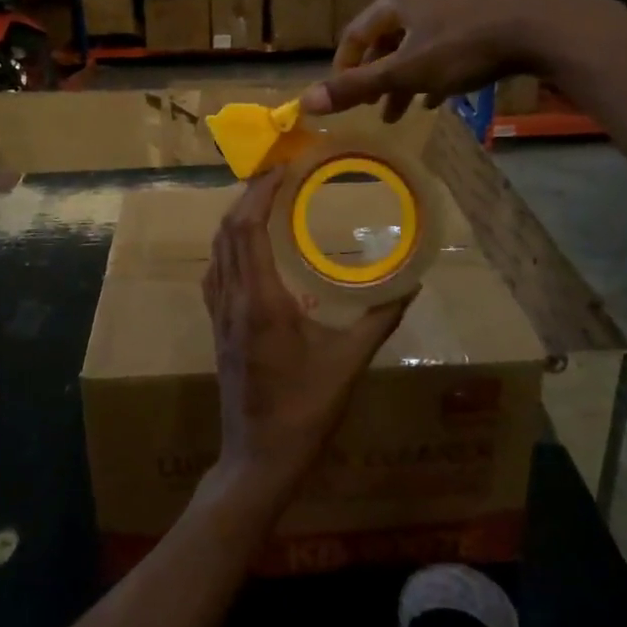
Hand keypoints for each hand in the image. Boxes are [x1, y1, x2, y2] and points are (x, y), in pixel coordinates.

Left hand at [202, 172, 411, 495]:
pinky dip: (229, 246)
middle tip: (278, 176)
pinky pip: (215, 272)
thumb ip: (380, 321)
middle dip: (248, 196)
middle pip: (228, 231)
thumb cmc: (305, 411)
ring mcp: (218, 314)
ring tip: (264, 201)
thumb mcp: (349, 364)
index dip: (260, 193)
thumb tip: (411, 286)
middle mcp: (233, 299)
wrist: (258, 457)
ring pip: (217, 250)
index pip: (248, 229)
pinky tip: (249, 249)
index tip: (282, 169)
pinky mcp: (216, 327)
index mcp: (261, 301)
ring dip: (235, 218)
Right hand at [301, 0, 617, 121]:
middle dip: (377, 79)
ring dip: (404, 80)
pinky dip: (432, 72)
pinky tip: (438, 98)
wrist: (539, 26)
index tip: (343, 99)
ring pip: (413, 46)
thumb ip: (357, 88)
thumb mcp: (406, 72)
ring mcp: (449, 3)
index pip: (354, 35)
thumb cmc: (463, 47)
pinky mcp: (476, 15)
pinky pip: (441, 46)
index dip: (344, 69)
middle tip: (373, 111)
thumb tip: (306, 102)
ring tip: (402, 113)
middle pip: (384, 41)